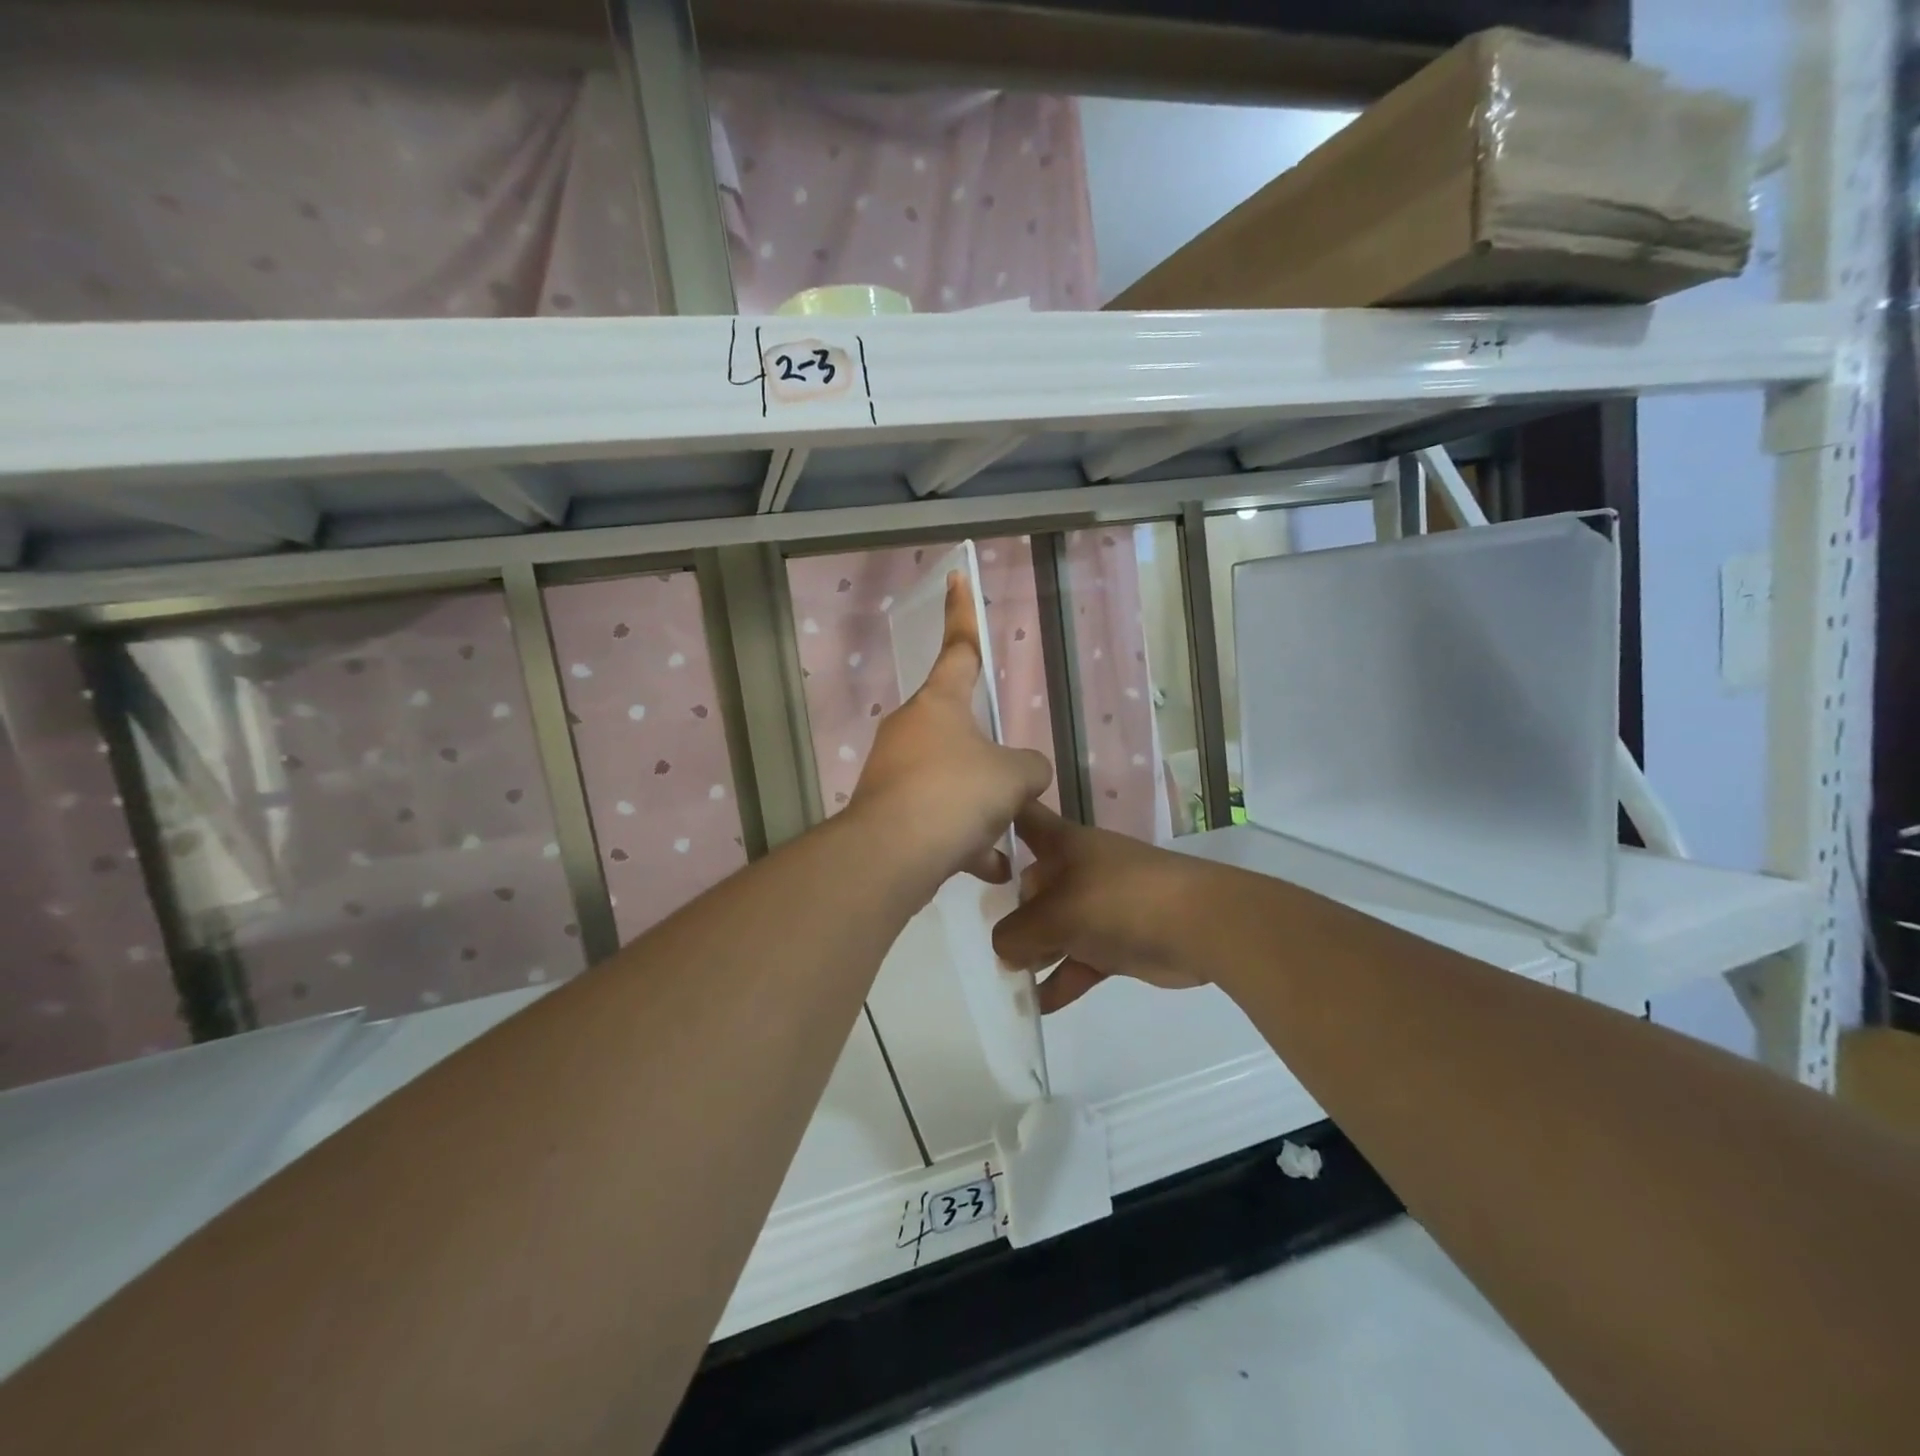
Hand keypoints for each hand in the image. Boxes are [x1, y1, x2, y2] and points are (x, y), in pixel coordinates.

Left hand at [849, 572, 1052, 892]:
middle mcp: (911, 729)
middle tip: (1013, 787)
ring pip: (950, 781)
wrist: (894, 853)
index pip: (959, 647)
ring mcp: (895, 770)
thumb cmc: (958, 794)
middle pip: (959, 730)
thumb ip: (1029, 768)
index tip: (956, 575)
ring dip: (979, 809)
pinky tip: (989, 867)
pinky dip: (961, 840)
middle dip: (988, 760)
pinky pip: (935, 818)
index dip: (962, 612)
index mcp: (940, 704)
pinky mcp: (887, 810)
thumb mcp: (1014, 776)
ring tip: (1005, 838)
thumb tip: (1026, 773)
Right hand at [991, 804, 1211, 1010]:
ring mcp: (1098, 905)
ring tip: (1009, 978)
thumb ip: (1018, 933)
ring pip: (1054, 925)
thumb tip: (1004, 951)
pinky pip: (1078, 959)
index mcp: (1062, 844)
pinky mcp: (1116, 941)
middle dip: (1011, 911)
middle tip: (992, 941)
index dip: (999, 814)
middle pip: (1032, 883)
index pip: (1024, 817)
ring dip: (1034, 951)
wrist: (1200, 925)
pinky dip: (1061, 980)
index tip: (971, 825)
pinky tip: (1039, 1005)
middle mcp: (1076, 869)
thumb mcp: (1057, 913)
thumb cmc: (1119, 900)